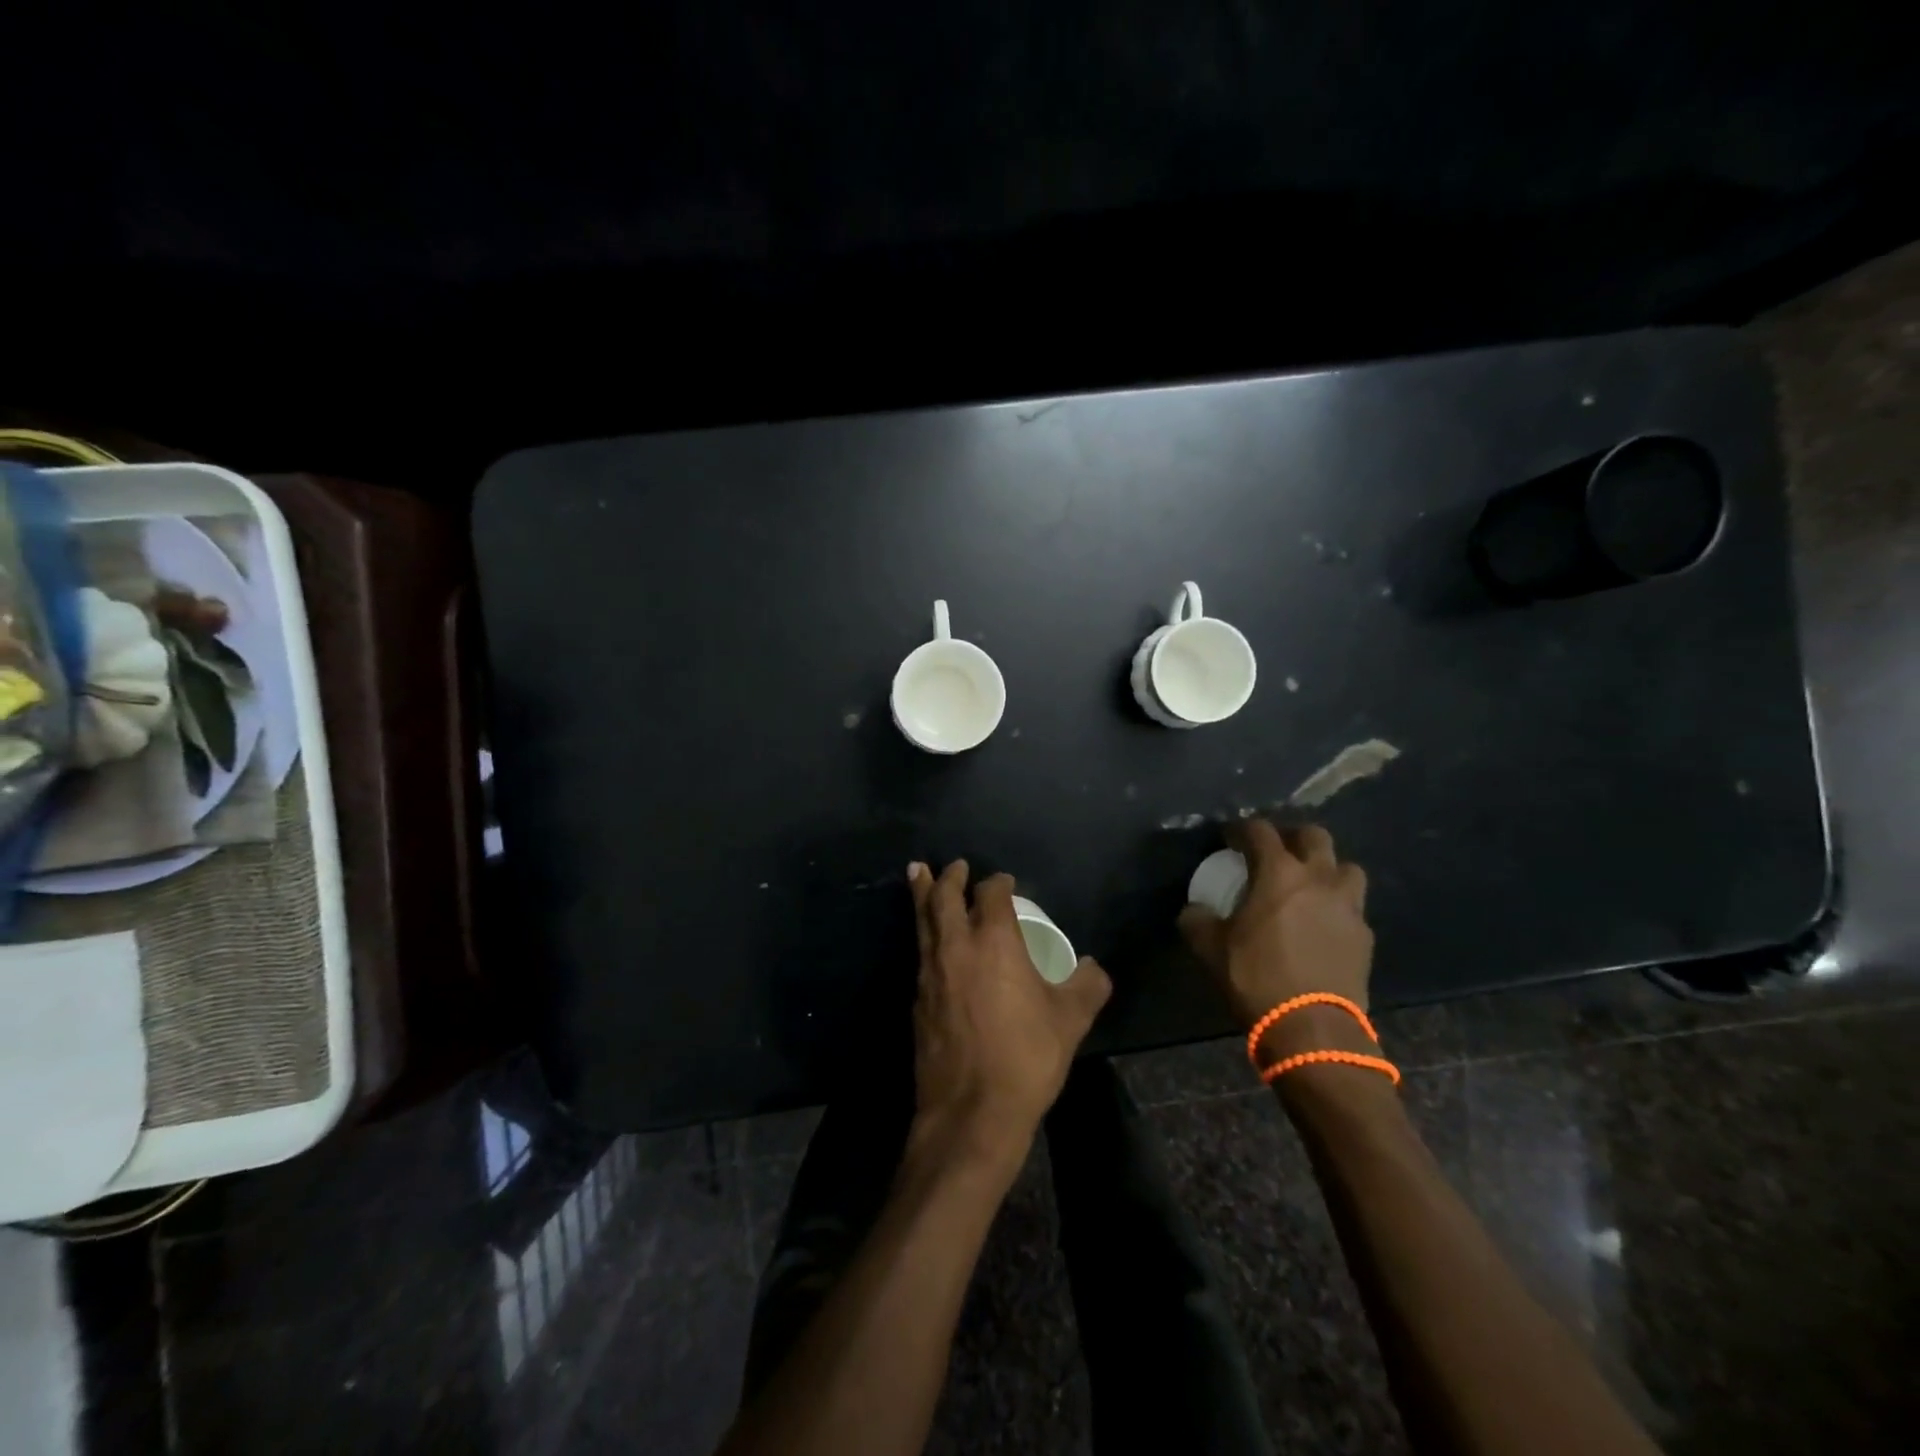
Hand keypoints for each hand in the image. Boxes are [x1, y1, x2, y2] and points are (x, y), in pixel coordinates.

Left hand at [907, 861, 1111, 1168]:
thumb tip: (1092, 967)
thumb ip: (1088, 986)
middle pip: (943, 898)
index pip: (991, 894)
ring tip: (918, 875)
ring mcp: (930, 973)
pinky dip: (922, 934)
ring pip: (923, 922)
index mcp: (993, 941)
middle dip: (948, 877)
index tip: (1005, 883)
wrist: (971, 1111)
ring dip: (923, 896)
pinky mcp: (917, 1001)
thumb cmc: (1026, 1057)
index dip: (998, 883)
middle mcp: (956, 947)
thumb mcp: (1070, 1020)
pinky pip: (919, 953)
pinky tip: (928, 942)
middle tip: (952, 865)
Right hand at [1177, 820, 1372, 1044]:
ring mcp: (1348, 906)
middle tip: (1274, 853)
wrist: (1312, 1027)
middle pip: (1314, 836)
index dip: (1241, 829)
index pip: (1259, 831)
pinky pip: (1353, 907)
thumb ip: (1197, 919)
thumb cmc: (1256, 977)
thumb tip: (1194, 910)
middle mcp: (1318, 878)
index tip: (1229, 839)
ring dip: (1326, 869)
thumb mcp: (1209, 948)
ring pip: (1346, 867)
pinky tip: (1322, 924)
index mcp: (1279, 872)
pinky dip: (1337, 906)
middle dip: (1292, 837)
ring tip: (1308, 885)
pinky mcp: (1364, 936)